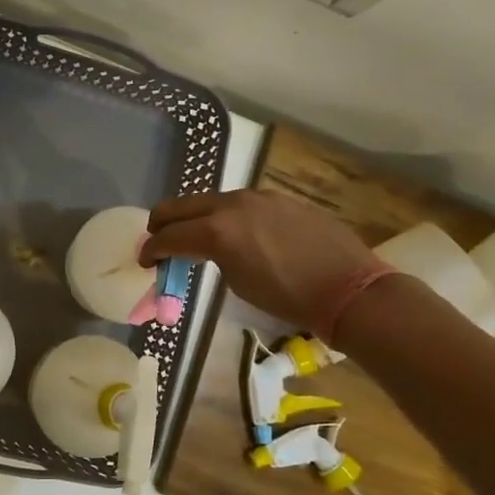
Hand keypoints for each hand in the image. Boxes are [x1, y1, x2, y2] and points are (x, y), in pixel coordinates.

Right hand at [142, 189, 378, 336]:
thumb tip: (207, 251)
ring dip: (195, 218)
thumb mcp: (238, 283)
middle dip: (162, 224)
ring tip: (196, 238)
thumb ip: (214, 258)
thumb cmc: (289, 298)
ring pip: (211, 201)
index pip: (169, 236)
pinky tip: (237, 235)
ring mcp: (258, 196)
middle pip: (180, 206)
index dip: (151, 249)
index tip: (144, 261)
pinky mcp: (280, 198)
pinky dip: (226, 217)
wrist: (350, 288)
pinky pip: (241, 204)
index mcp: (216, 230)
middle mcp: (232, 204)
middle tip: (157, 241)